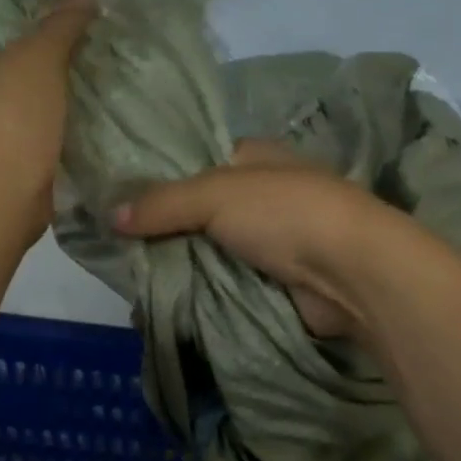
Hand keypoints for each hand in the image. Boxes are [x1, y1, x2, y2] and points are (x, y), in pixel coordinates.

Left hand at [0, 0, 95, 233]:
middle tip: (95, 14)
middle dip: (51, 26)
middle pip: (10, 37)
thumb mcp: (38, 58)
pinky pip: (36, 108)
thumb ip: (61, 18)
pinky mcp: (7, 141)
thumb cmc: (8, 120)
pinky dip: (61, 99)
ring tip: (103, 46)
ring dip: (60, 65)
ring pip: (26, 75)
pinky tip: (95, 90)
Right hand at [113, 139, 397, 337]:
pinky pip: (228, 283)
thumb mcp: (216, 194)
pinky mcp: (277, 280)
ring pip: (212, 250)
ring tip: (136, 279)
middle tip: (121, 249)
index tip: (121, 202)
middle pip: (201, 212)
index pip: (198, 163)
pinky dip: (203, 292)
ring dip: (183, 265)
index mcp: (255, 158)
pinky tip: (168, 302)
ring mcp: (272, 240)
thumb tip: (110, 216)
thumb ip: (163, 203)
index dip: (161, 179)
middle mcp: (264, 195)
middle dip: (167, 230)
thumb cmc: (285, 213)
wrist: (350, 271)